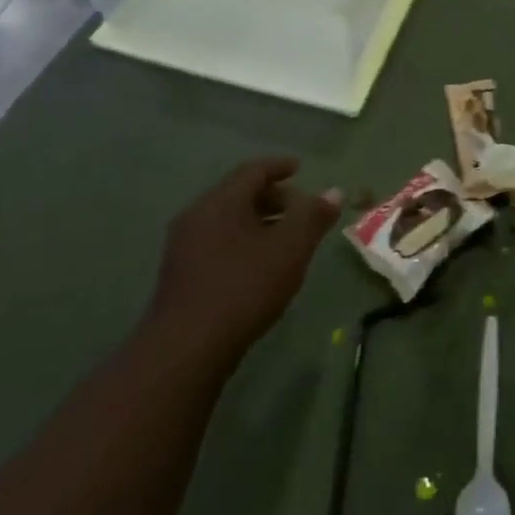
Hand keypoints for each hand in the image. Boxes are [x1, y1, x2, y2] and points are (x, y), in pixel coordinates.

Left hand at [146, 157, 341, 363]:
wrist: (185, 349)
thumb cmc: (244, 288)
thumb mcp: (290, 249)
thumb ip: (313, 216)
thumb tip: (334, 191)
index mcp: (221, 201)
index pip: (253, 170)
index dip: (279, 166)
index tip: (299, 167)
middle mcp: (197, 215)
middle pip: (238, 193)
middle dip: (272, 196)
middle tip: (299, 208)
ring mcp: (183, 245)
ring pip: (227, 219)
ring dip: (257, 220)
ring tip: (284, 238)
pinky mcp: (179, 273)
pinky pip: (216, 240)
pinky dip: (242, 239)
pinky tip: (258, 264)